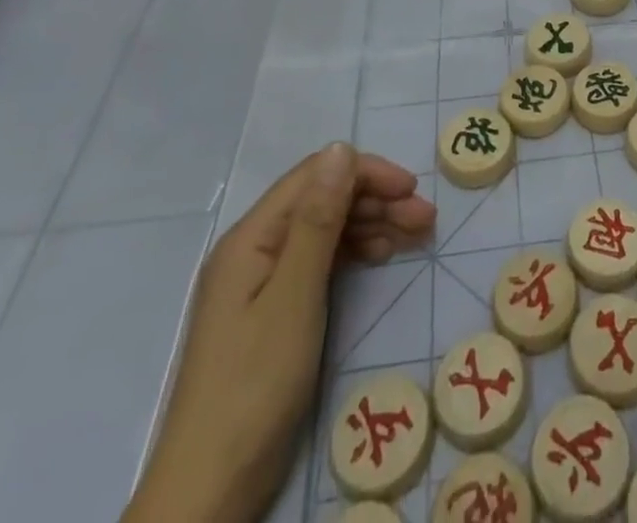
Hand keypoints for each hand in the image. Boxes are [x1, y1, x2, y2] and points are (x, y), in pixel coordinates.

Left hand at [125, 144, 435, 522]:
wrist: (210, 490)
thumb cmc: (254, 386)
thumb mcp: (295, 296)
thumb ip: (318, 219)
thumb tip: (339, 148)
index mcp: (252, 237)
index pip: (314, 177)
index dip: (366, 173)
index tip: (412, 190)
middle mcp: (255, 248)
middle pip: (322, 200)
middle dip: (376, 200)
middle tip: (426, 220)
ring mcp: (262, 281)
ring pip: (325, 229)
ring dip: (370, 224)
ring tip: (415, 236)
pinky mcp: (273, 311)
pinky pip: (319, 261)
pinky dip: (353, 253)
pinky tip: (381, 258)